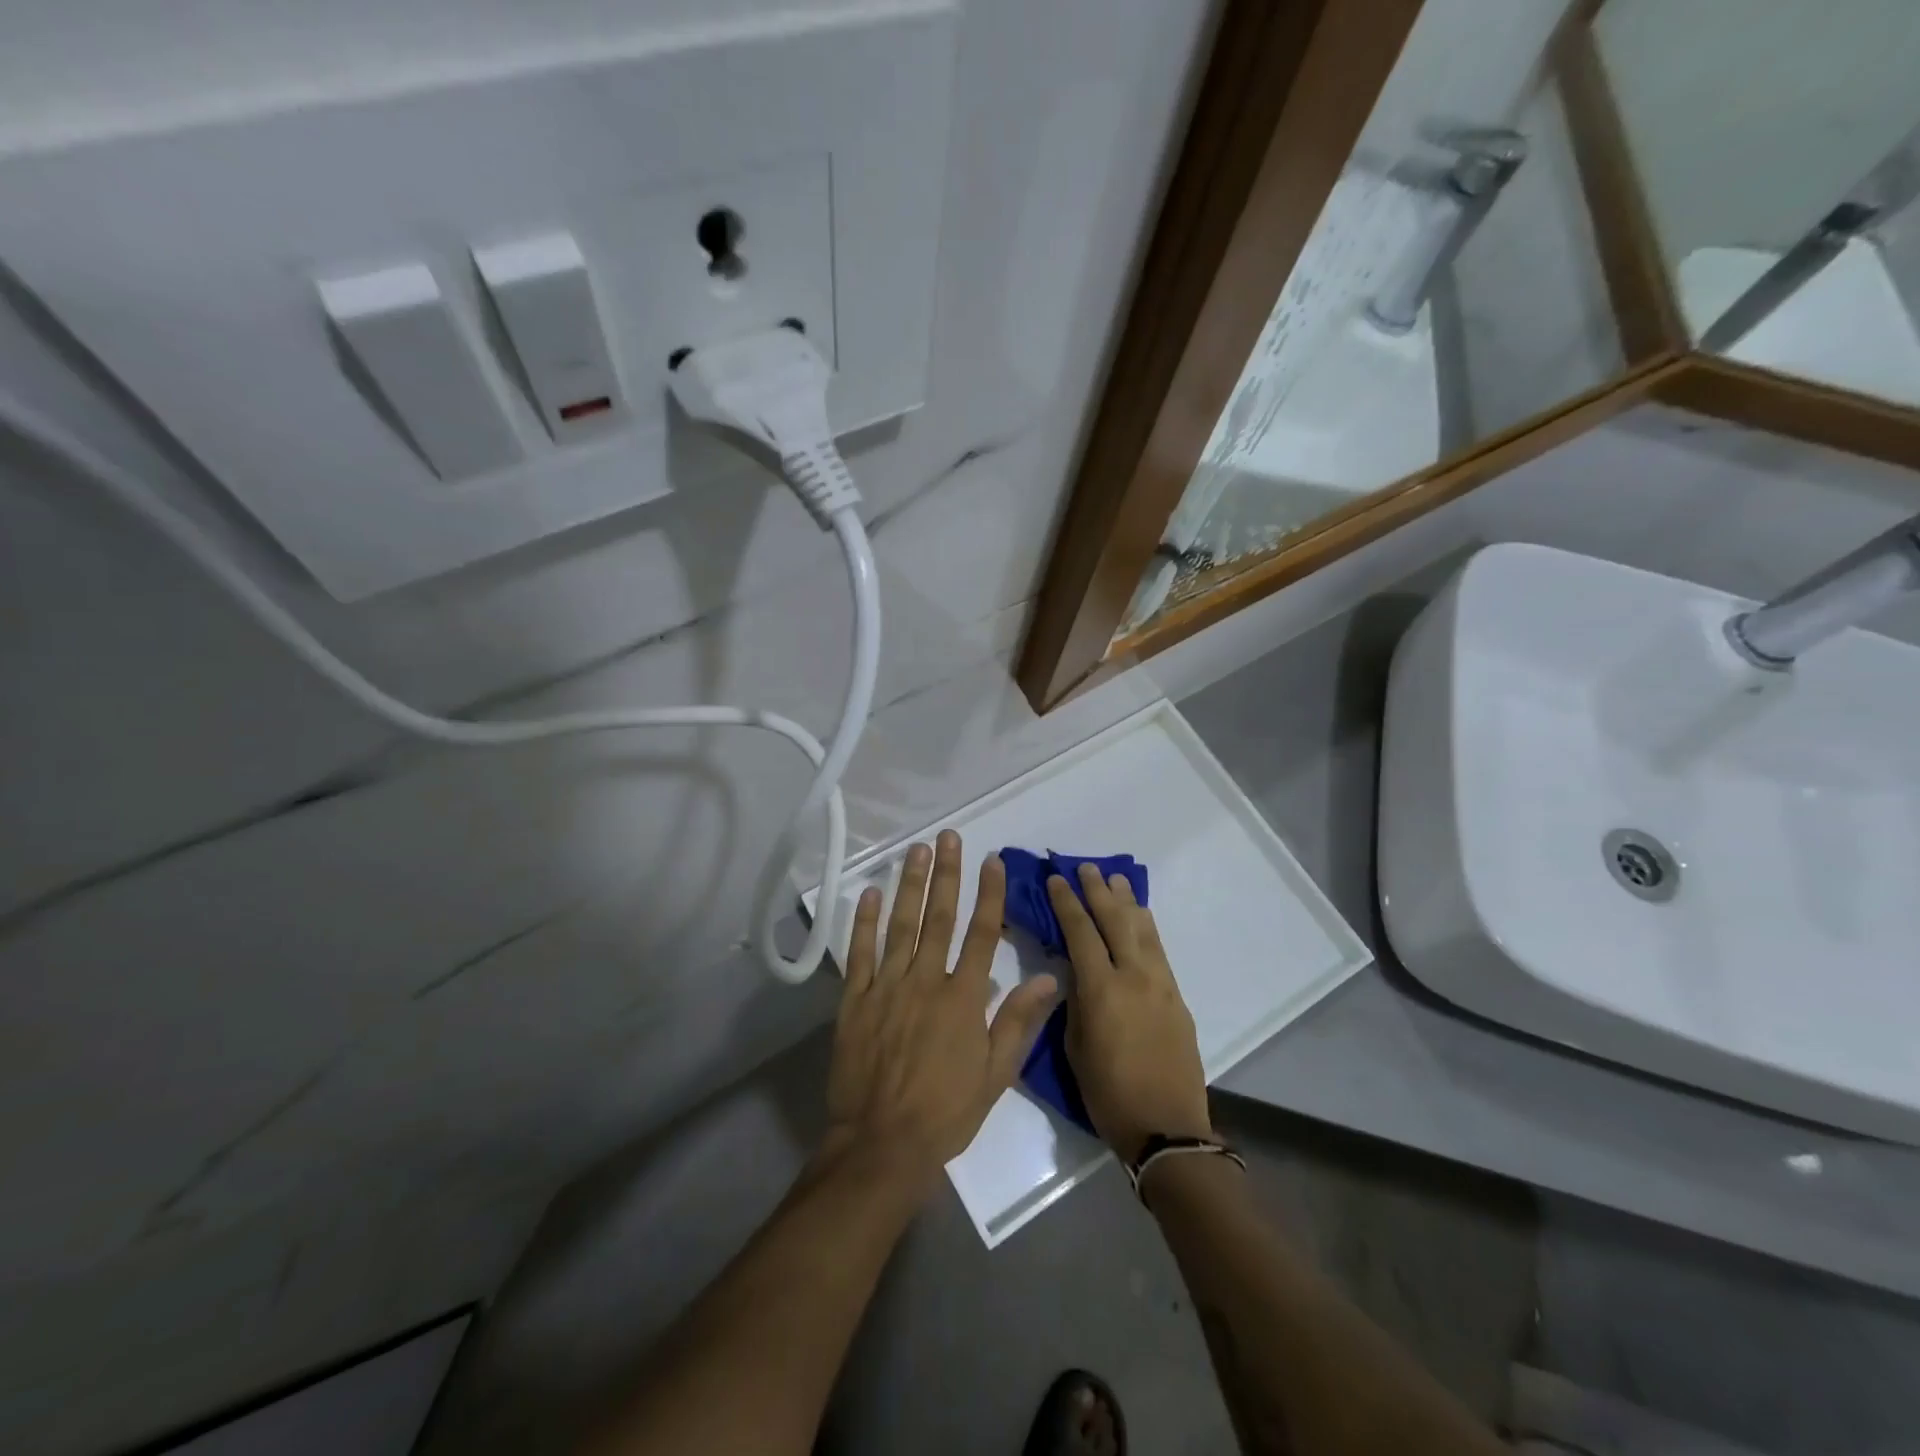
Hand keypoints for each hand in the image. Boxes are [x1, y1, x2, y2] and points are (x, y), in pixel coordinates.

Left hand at [823, 831, 1059, 1191]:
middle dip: (946, 874)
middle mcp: (925, 981)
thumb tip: (1049, 979)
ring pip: (900, 925)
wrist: (881, 1144)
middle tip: (948, 837)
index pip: (982, 934)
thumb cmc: (945, 1113)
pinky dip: (864, 921)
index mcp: (963, 998)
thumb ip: (1018, 1022)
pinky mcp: (853, 1000)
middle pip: (939, 917)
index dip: (989, 894)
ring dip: (909, 885)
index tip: (991, 861)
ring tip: (915, 850)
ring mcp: (886, 987)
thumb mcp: (995, 1075)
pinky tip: (870, 894)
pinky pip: (859, 953)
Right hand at [1049, 863, 1211, 1161]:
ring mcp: (1161, 984)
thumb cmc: (1108, 1094)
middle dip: (1098, 891)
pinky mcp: (1177, 997)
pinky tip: (1140, 916)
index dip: (1066, 902)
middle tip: (1085, 867)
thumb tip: (1074, 971)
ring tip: (1115, 879)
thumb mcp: (1075, 1047)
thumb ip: (1075, 1002)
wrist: (1167, 1127)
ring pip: (1142, 930)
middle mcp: (1134, 977)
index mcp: (1102, 990)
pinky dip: (1146, 926)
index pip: (1080, 932)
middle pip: (1115, 921)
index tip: (1056, 878)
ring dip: (1127, 901)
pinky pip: (1159, 949)